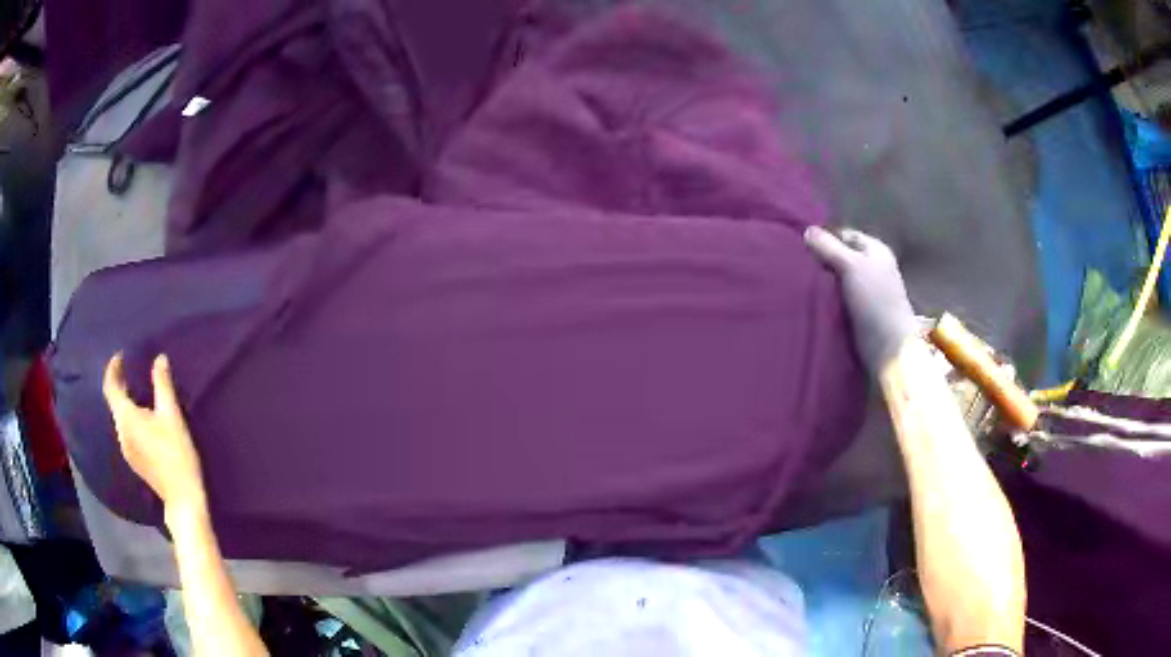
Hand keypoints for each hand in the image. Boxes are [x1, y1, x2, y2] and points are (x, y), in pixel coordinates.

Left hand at [103, 353, 206, 514]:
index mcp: (126, 418)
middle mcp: (121, 432)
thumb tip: (159, 359)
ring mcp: (126, 448)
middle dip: (119, 382)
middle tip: (129, 368)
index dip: (113, 368)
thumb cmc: (176, 453)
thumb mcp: (171, 415)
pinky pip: (125, 429)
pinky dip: (129, 415)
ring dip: (124, 400)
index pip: (111, 386)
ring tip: (136, 390)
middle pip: (113, 401)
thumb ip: (163, 385)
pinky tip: (142, 417)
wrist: (182, 497)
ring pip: (119, 416)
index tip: (121, 355)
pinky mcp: (134, 459)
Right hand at [804, 226, 917, 372]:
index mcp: (875, 250)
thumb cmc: (875, 301)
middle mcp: (873, 267)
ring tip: (799, 283)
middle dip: (822, 260)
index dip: (825, 238)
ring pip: (839, 279)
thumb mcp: (851, 266)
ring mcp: (868, 291)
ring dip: (823, 282)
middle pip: (841, 256)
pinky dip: (827, 299)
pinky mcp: (861, 313)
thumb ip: (829, 247)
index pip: (845, 235)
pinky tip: (811, 301)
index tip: (800, 246)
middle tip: (796, 264)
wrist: (889, 348)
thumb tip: (807, 230)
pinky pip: (839, 298)